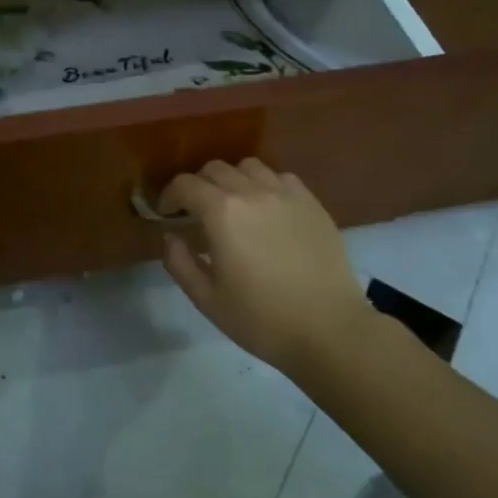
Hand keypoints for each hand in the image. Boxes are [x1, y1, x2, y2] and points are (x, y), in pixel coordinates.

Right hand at [159, 159, 373, 374]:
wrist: (330, 330)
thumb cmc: (261, 319)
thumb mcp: (206, 299)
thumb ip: (179, 262)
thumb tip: (170, 236)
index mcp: (221, 212)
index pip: (185, 185)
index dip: (169, 196)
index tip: (167, 214)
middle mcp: (252, 192)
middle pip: (215, 169)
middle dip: (198, 186)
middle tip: (196, 212)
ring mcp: (286, 194)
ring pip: (249, 167)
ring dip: (232, 180)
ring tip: (233, 205)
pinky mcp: (312, 204)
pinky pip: (281, 178)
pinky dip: (265, 185)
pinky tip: (267, 209)